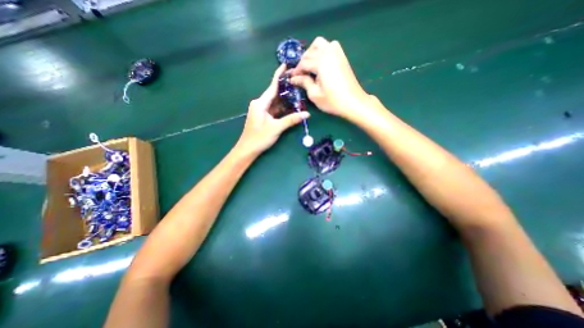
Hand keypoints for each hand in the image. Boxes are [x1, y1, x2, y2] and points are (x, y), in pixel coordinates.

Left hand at [235, 65, 312, 155]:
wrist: (247, 149)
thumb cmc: (259, 137)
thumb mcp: (276, 128)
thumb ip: (291, 120)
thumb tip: (306, 114)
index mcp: (260, 103)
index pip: (272, 86)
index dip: (279, 75)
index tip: (286, 65)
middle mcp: (260, 104)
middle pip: (274, 93)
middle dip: (285, 89)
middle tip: (298, 82)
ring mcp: (260, 110)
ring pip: (274, 102)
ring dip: (284, 100)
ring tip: (297, 94)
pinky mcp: (262, 117)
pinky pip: (273, 109)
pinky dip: (281, 108)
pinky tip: (290, 107)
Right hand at [292, 37, 368, 119]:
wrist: (353, 102)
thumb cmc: (332, 101)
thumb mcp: (314, 94)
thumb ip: (304, 82)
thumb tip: (293, 78)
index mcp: (321, 62)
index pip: (303, 63)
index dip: (296, 71)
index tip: (292, 78)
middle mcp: (328, 52)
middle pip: (310, 51)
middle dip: (303, 62)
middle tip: (300, 74)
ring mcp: (337, 53)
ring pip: (320, 43)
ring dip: (312, 52)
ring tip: (310, 66)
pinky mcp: (342, 56)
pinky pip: (329, 46)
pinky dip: (322, 51)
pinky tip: (321, 63)